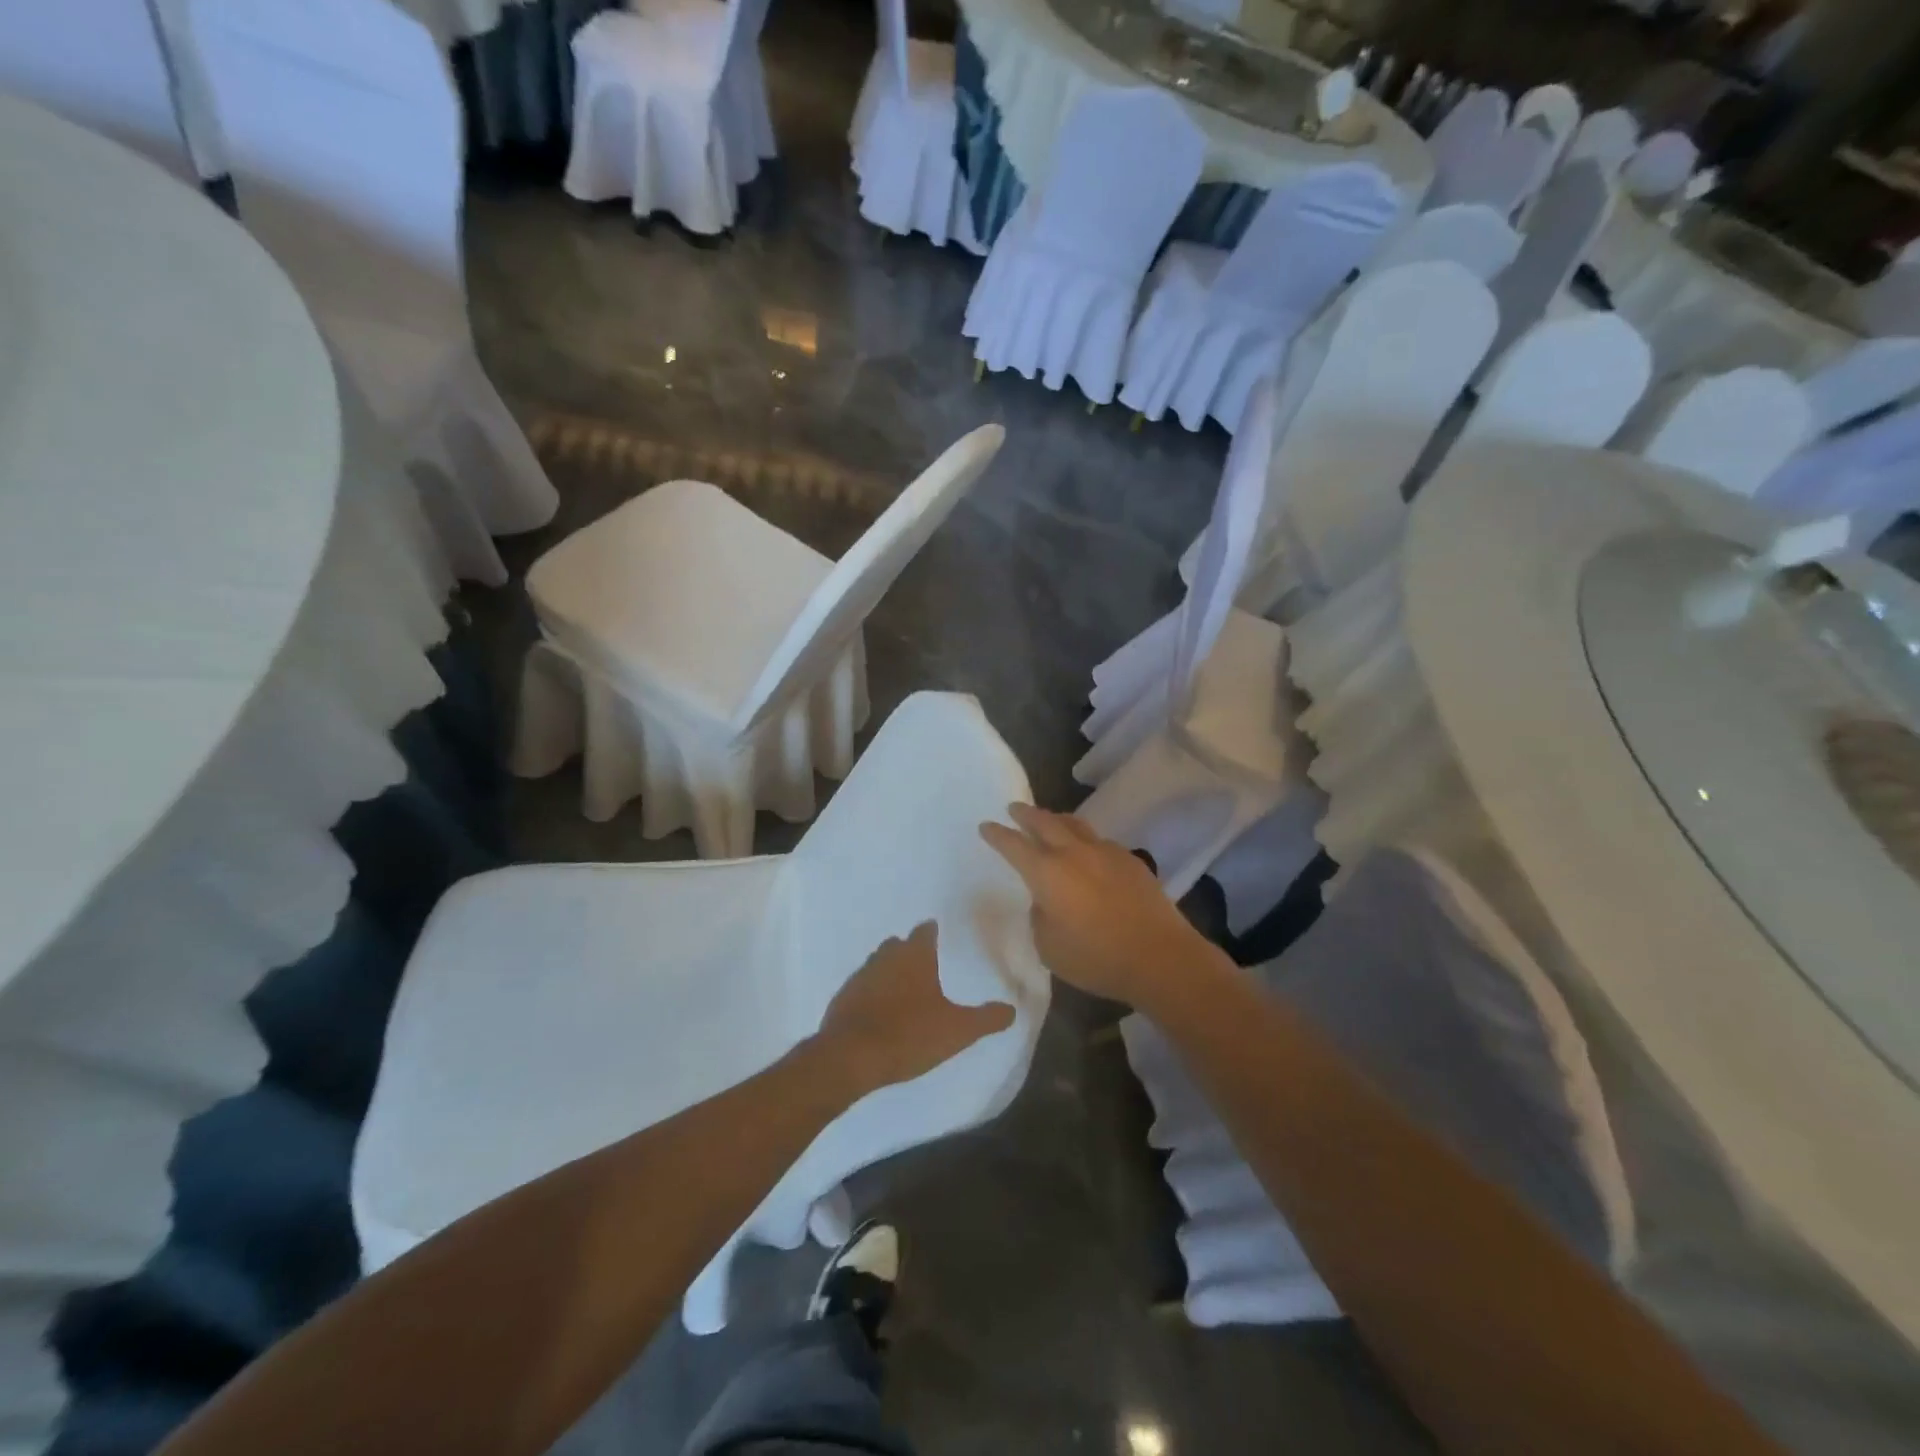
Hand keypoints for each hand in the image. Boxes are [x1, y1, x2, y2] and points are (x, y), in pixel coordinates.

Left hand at [813, 923, 1015, 1094]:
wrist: (850, 1057)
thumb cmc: (909, 1035)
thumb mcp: (957, 1030)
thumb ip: (986, 1019)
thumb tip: (1011, 1010)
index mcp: (914, 955)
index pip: (925, 931)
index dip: (933, 932)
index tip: (940, 935)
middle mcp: (885, 957)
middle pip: (898, 945)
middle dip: (910, 951)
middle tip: (926, 965)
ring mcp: (860, 976)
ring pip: (878, 964)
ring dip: (890, 971)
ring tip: (904, 989)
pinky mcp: (842, 998)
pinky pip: (862, 988)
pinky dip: (872, 993)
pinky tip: (880, 1011)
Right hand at [979, 804, 1218, 1007]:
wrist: (1159, 956)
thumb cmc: (1096, 958)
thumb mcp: (1049, 947)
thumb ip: (1040, 917)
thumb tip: (1046, 901)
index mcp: (1047, 873)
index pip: (1014, 845)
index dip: (997, 835)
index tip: (986, 826)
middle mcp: (1073, 854)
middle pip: (1045, 822)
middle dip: (1026, 814)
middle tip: (1014, 808)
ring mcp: (1105, 852)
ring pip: (1075, 825)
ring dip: (1057, 819)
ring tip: (1050, 820)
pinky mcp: (1130, 860)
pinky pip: (1099, 841)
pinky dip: (1085, 839)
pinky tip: (1088, 851)